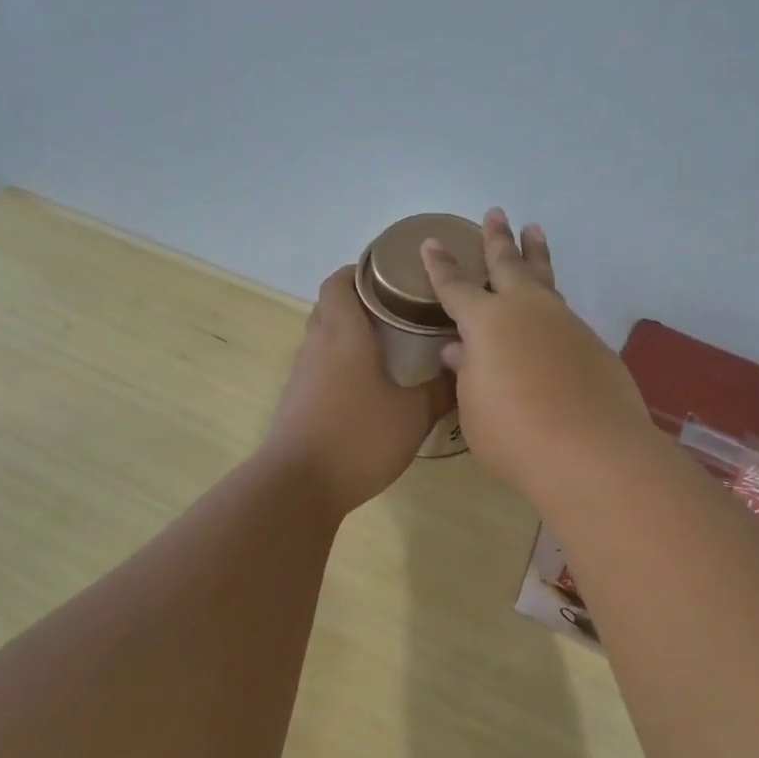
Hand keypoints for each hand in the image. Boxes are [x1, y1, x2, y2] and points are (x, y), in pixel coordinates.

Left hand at [263, 265, 452, 515]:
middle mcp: (317, 346)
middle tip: (397, 309)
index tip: (390, 274)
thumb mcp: (412, 416)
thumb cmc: (358, 438)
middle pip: (330, 306)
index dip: (360, 271)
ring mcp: (301, 375)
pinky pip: (319, 367)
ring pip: (323, 338)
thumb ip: (440, 391)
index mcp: (344, 335)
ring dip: (348, 334)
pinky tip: (366, 387)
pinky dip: (339, 364)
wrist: (298, 486)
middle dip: (358, 300)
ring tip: (387, 346)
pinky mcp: (296, 402)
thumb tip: (463, 369)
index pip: (339, 282)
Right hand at [421, 208, 651, 498]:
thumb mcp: (475, 407)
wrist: (591, 452)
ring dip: (537, 256)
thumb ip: (468, 373)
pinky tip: (552, 317)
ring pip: (545, 280)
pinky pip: (564, 315)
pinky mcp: (593, 344)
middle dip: (498, 238)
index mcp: (487, 321)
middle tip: (496, 212)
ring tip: (535, 232)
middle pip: (508, 263)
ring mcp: (565, 323)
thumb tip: (460, 349)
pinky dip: (553, 307)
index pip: (456, 286)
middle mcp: (527, 311)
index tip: (433, 242)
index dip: (441, 265)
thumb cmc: (514, 435)